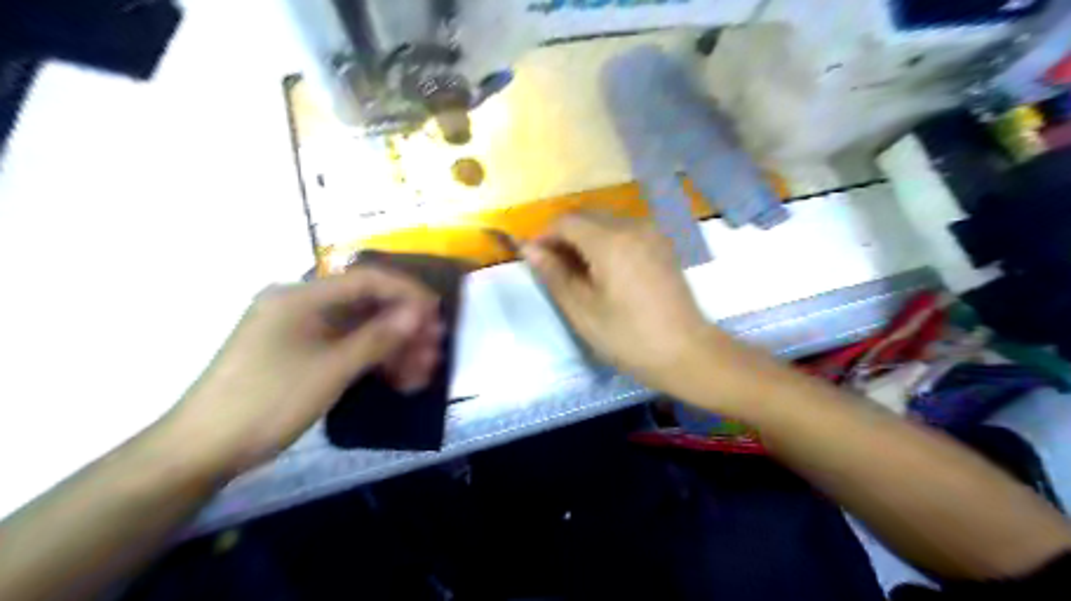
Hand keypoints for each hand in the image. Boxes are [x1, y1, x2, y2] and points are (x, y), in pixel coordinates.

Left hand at [164, 268, 438, 474]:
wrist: (202, 450)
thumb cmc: (268, 401)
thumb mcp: (331, 369)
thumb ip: (378, 337)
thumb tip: (419, 313)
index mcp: (301, 296)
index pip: (367, 280)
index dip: (407, 293)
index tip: (437, 313)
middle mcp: (301, 305)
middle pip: (366, 306)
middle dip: (404, 328)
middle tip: (434, 350)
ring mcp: (299, 331)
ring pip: (359, 330)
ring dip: (393, 348)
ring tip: (422, 371)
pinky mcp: (300, 355)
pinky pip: (345, 348)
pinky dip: (372, 361)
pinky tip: (397, 379)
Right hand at [521, 211, 713, 393]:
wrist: (686, 352)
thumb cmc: (628, 336)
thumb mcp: (582, 310)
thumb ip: (554, 274)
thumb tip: (528, 248)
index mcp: (610, 241)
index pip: (566, 221)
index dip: (544, 235)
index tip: (534, 259)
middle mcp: (632, 226)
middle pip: (586, 215)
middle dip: (563, 235)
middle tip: (553, 267)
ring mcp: (651, 232)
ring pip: (606, 221)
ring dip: (585, 237)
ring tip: (578, 272)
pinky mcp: (662, 244)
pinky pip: (625, 230)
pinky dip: (606, 241)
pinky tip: (605, 270)